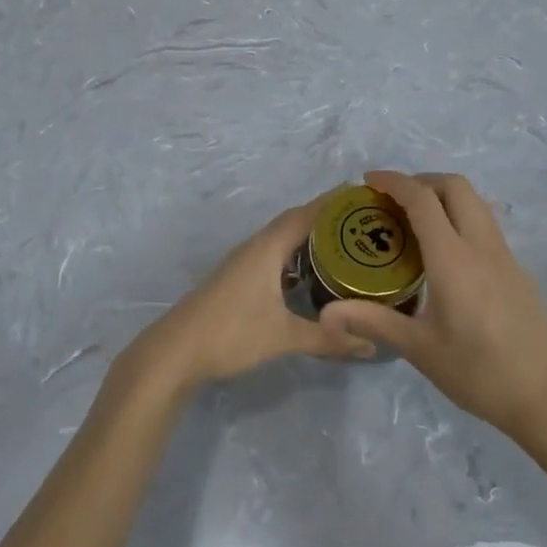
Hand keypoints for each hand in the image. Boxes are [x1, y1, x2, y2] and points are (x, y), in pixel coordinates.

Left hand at [124, 199, 375, 394]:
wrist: (177, 351)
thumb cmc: (231, 333)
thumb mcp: (283, 336)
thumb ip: (326, 339)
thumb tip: (370, 346)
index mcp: (267, 247)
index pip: (306, 214)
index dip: (334, 203)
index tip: (364, 195)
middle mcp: (256, 246)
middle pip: (296, 222)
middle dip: (327, 219)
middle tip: (363, 223)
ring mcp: (245, 262)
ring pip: (283, 239)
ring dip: (310, 238)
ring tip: (345, 245)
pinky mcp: (239, 278)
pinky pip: (275, 254)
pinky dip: (296, 256)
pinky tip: (310, 274)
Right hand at [319, 171, 546, 440]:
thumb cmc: (479, 372)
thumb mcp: (420, 349)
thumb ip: (373, 322)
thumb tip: (325, 314)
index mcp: (453, 257)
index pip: (422, 199)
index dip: (394, 182)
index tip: (369, 180)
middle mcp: (481, 245)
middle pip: (455, 186)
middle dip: (422, 180)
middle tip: (394, 199)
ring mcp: (505, 255)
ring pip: (475, 202)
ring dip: (444, 196)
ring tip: (417, 221)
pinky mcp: (518, 270)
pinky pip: (485, 225)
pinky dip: (461, 218)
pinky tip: (446, 254)